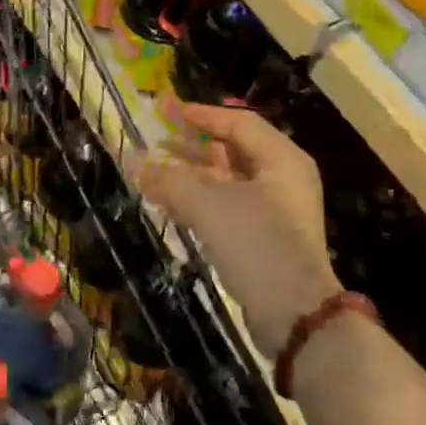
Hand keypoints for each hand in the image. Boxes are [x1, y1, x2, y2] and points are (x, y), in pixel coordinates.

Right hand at [136, 103, 338, 357]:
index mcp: (281, 160)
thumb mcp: (208, 206)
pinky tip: (172, 203)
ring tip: (156, 173)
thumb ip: (169, 180)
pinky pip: (228, 207)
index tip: (169, 111)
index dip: (202, 115)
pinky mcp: (265, 239)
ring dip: (192, 175)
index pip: (239, 123)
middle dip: (193, 146)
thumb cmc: (256, 244)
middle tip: (158, 141)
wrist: (293, 313)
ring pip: (228, 181)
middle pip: (233, 151)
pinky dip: (200, 201)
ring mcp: (276, 211)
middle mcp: (283, 180)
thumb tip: (133, 162)